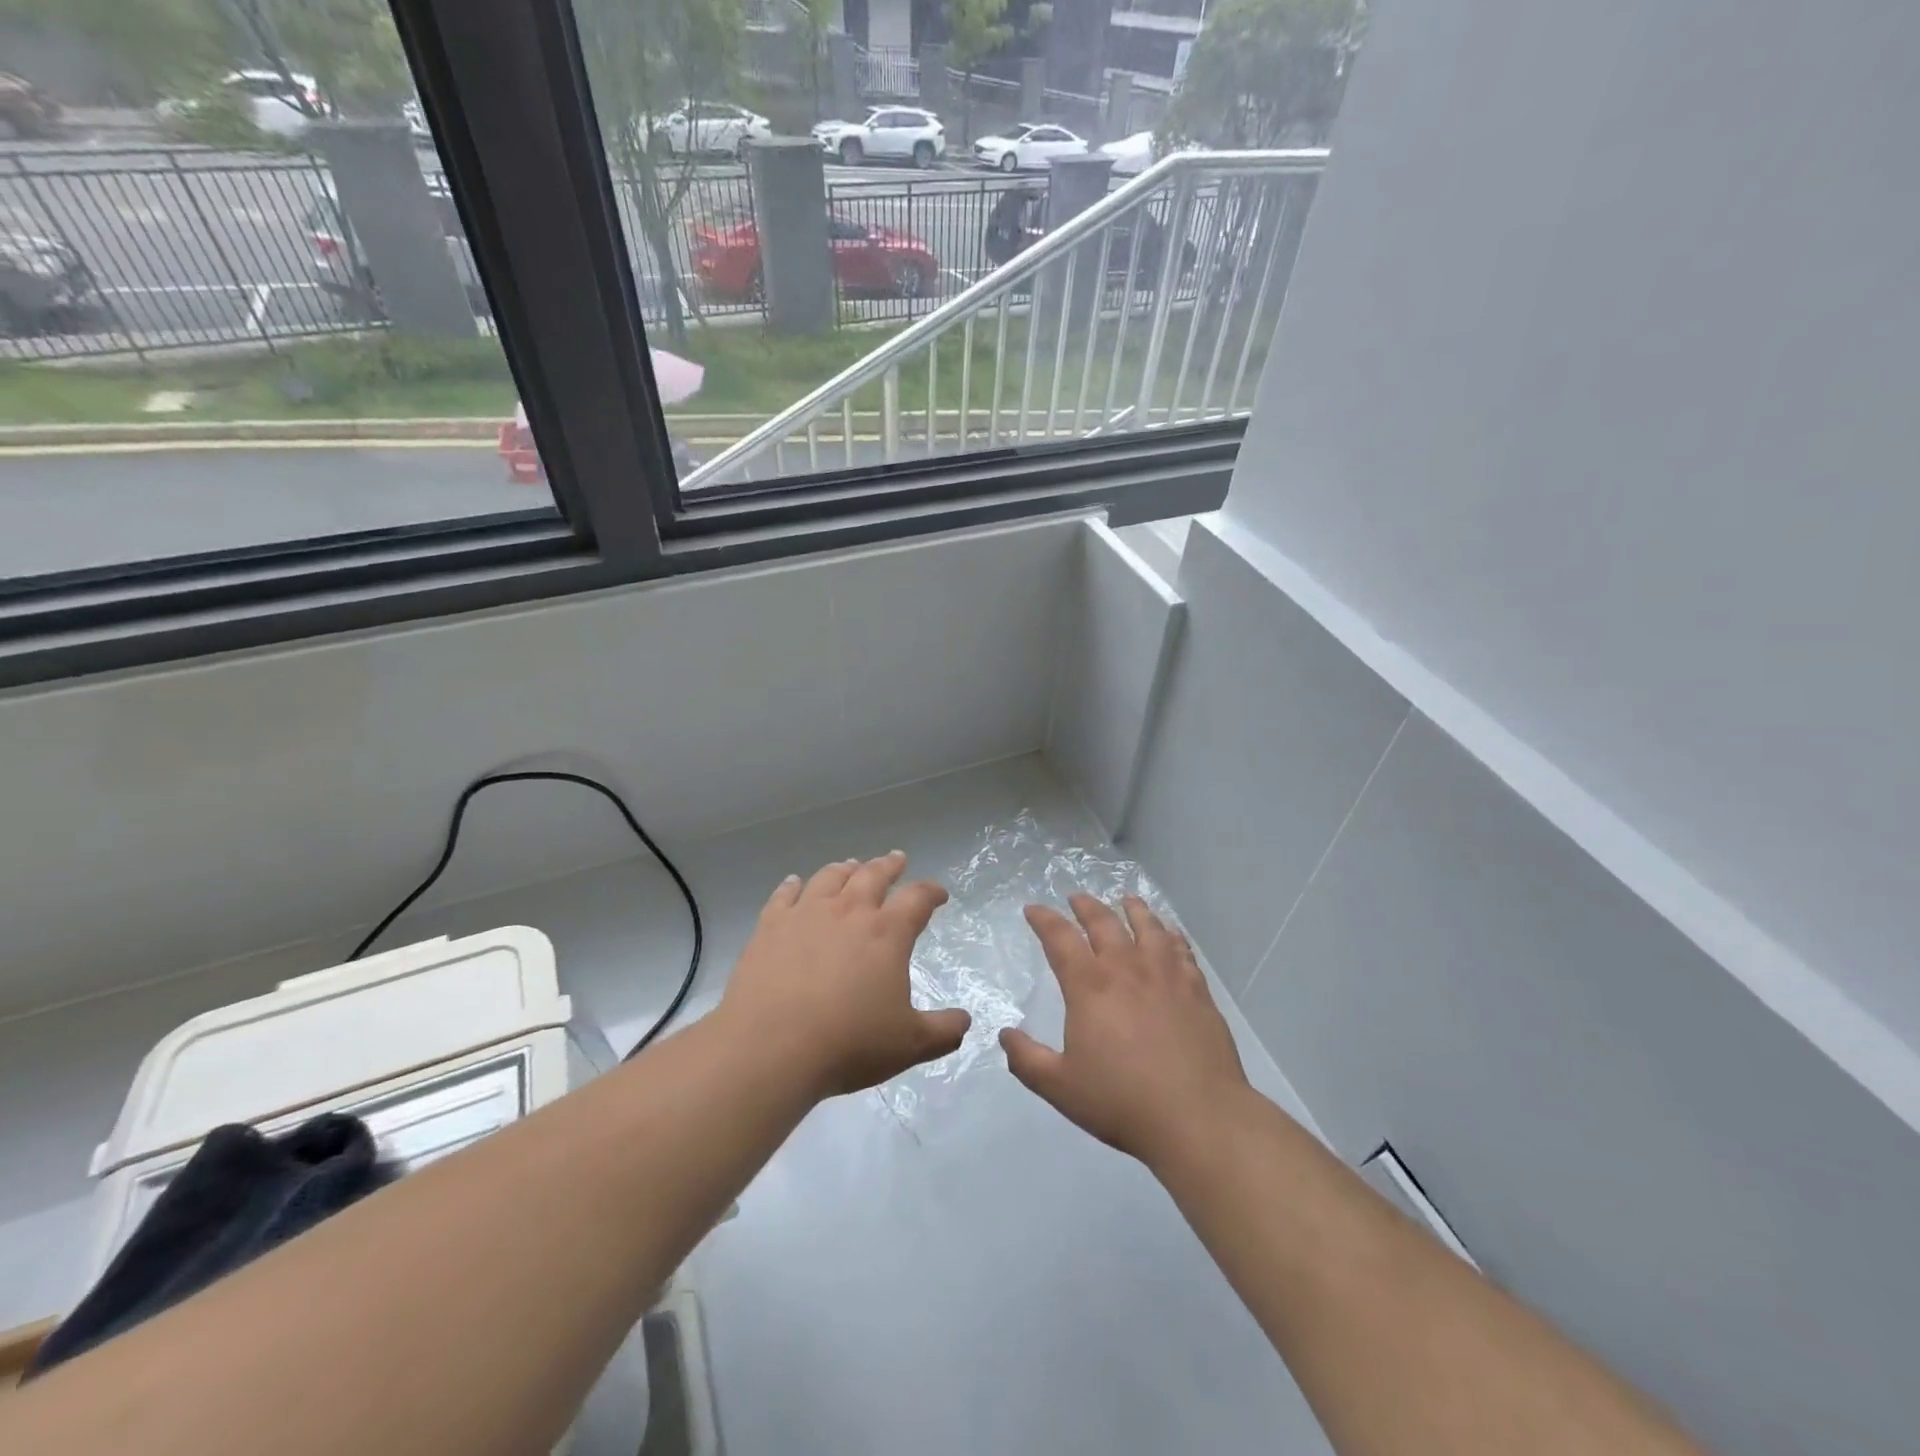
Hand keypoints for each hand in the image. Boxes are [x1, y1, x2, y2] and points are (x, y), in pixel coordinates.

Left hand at [718, 852, 969, 1099]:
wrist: (771, 1047)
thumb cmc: (848, 1043)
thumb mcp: (908, 1044)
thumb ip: (942, 1031)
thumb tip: (965, 1020)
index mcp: (887, 932)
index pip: (917, 898)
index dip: (932, 892)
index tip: (939, 894)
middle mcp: (849, 911)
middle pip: (873, 875)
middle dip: (889, 866)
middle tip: (897, 859)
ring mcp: (806, 914)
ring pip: (830, 877)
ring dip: (846, 868)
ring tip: (851, 865)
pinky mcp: (770, 926)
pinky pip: (784, 895)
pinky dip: (793, 885)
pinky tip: (795, 883)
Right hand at [1001, 894, 1248, 1168]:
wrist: (1198, 1117)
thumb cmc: (1122, 1101)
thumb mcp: (1060, 1087)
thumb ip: (1027, 1060)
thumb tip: (1005, 1035)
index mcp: (1090, 985)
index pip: (1060, 938)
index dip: (1043, 919)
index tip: (1033, 909)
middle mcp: (1126, 968)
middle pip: (1104, 922)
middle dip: (1085, 905)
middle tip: (1076, 897)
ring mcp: (1166, 975)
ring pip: (1148, 926)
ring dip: (1133, 909)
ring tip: (1126, 900)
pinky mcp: (1197, 989)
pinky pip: (1181, 949)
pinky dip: (1171, 934)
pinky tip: (1170, 934)